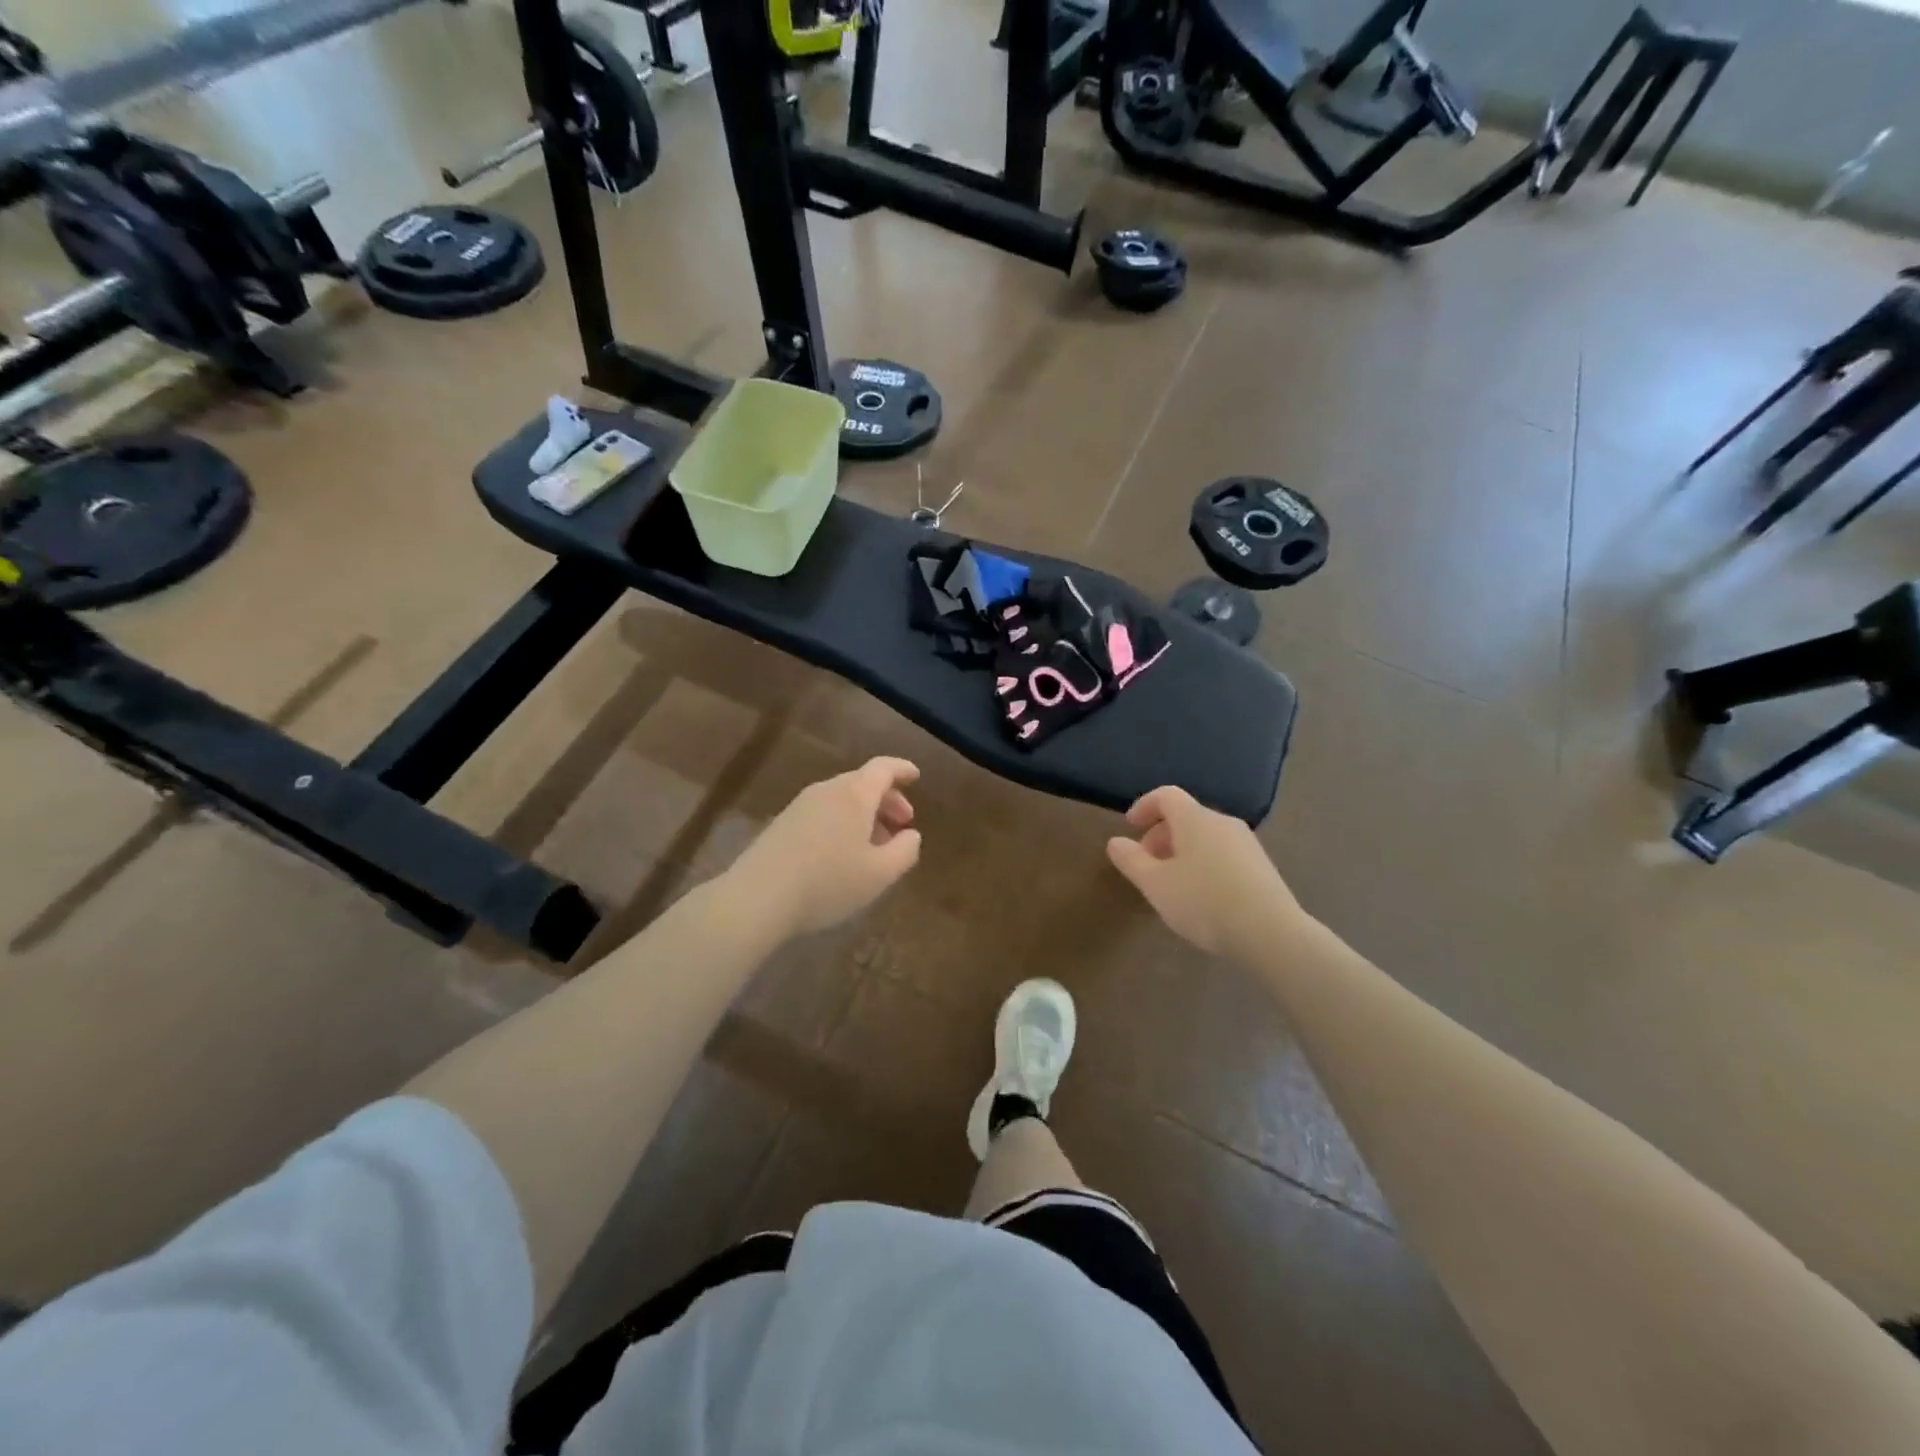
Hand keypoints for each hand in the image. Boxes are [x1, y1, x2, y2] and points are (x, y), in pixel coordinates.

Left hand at [730, 758, 922, 938]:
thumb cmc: (828, 882)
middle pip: (862, 783)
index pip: (883, 768)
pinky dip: (842, 824)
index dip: (902, 769)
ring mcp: (800, 806)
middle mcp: (826, 791)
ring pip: (841, 800)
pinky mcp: (781, 825)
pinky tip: (843, 854)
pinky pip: (822, 813)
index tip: (916, 776)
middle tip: (903, 824)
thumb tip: (911, 835)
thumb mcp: (880, 874)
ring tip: (875, 845)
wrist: (757, 898)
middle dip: (887, 800)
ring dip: (864, 815)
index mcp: (854, 794)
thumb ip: (905, 851)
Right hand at [1106, 786, 1306, 961]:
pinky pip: (1223, 854)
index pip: (1166, 795)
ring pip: (1205, 837)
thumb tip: (1115, 842)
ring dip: (1182, 852)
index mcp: (1195, 818)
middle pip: (1186, 816)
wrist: (1270, 933)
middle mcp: (1222, 822)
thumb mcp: (1155, 884)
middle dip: (1160, 835)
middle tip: (1146, 865)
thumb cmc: (1203, 901)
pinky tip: (1201, 897)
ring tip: (1171, 885)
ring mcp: (1246, 844)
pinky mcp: (1261, 867)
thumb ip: (1131, 860)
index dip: (1144, 806)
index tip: (1129, 827)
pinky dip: (1204, 864)